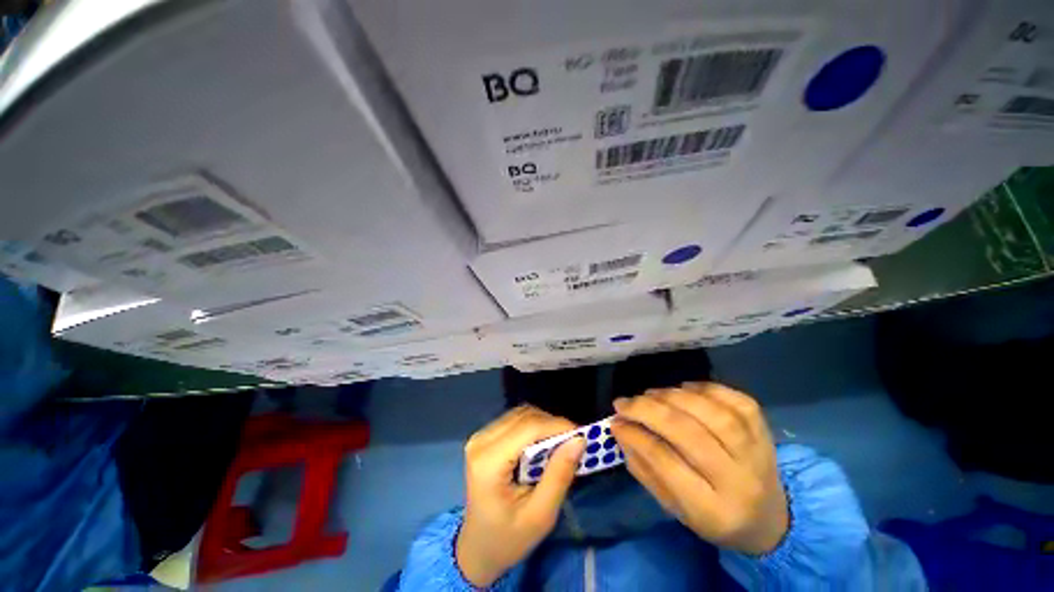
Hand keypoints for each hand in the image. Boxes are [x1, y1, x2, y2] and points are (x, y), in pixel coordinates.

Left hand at [456, 406, 585, 585]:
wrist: (477, 547)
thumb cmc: (508, 539)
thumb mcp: (540, 515)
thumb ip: (559, 475)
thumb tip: (579, 440)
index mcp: (488, 462)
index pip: (528, 428)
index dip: (557, 426)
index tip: (583, 436)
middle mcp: (481, 441)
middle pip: (525, 416)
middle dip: (553, 425)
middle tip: (573, 443)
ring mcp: (480, 436)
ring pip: (521, 414)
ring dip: (544, 424)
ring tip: (560, 444)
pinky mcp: (484, 436)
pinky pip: (514, 420)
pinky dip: (534, 427)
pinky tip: (543, 445)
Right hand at [611, 382, 788, 554]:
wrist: (770, 520)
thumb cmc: (713, 517)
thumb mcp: (674, 507)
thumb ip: (645, 469)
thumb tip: (620, 429)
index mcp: (712, 510)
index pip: (667, 464)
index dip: (636, 437)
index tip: (615, 421)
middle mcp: (739, 480)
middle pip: (689, 434)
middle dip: (649, 411)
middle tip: (624, 402)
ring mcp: (757, 453)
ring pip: (712, 413)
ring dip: (673, 396)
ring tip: (650, 394)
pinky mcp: (765, 431)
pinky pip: (736, 400)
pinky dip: (705, 388)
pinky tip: (684, 389)